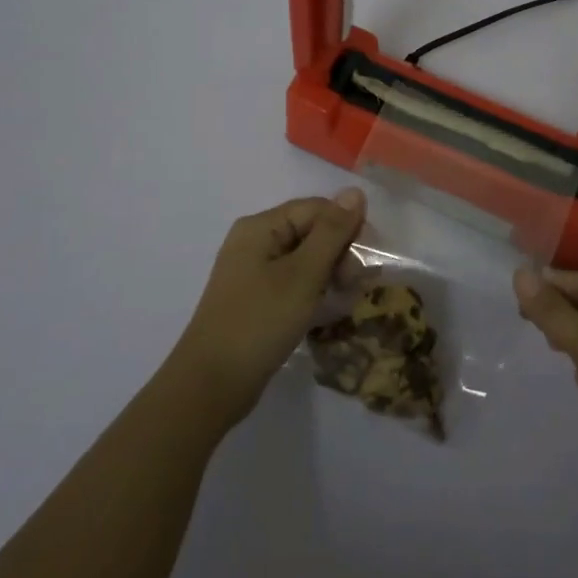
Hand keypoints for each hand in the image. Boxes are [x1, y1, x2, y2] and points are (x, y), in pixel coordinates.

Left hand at [170, 188, 366, 427]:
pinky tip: (328, 311)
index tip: (366, 262)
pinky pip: (294, 282)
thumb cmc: (259, 322)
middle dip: (340, 253)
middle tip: (355, 286)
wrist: (210, 386)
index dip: (347, 228)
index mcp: (261, 227)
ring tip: (346, 300)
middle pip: (311, 231)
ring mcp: (253, 272)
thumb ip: (332, 232)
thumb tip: (355, 191)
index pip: (317, 208)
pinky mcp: (257, 299)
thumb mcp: (303, 275)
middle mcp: (255, 241)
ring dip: (331, 274)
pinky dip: (314, 291)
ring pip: (306, 259)